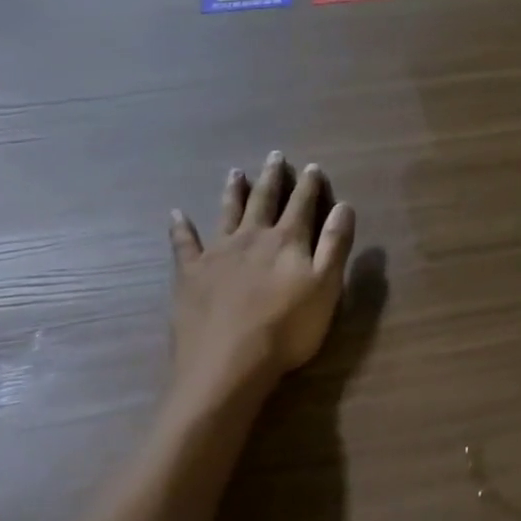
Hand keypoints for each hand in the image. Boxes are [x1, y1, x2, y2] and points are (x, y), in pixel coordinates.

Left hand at [169, 151, 356, 396]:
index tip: (312, 166)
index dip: (309, 185)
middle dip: (272, 177)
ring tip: (235, 172)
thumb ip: (336, 244)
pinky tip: (176, 214)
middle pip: (264, 200)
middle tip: (274, 155)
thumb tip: (344, 205)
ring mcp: (217, 253)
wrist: (228, 365)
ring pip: (227, 213)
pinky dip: (180, 228)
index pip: (303, 204)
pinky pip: (183, 244)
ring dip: (233, 191)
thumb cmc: (287, 329)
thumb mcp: (326, 287)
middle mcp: (252, 237)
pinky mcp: (190, 274)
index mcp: (287, 240)